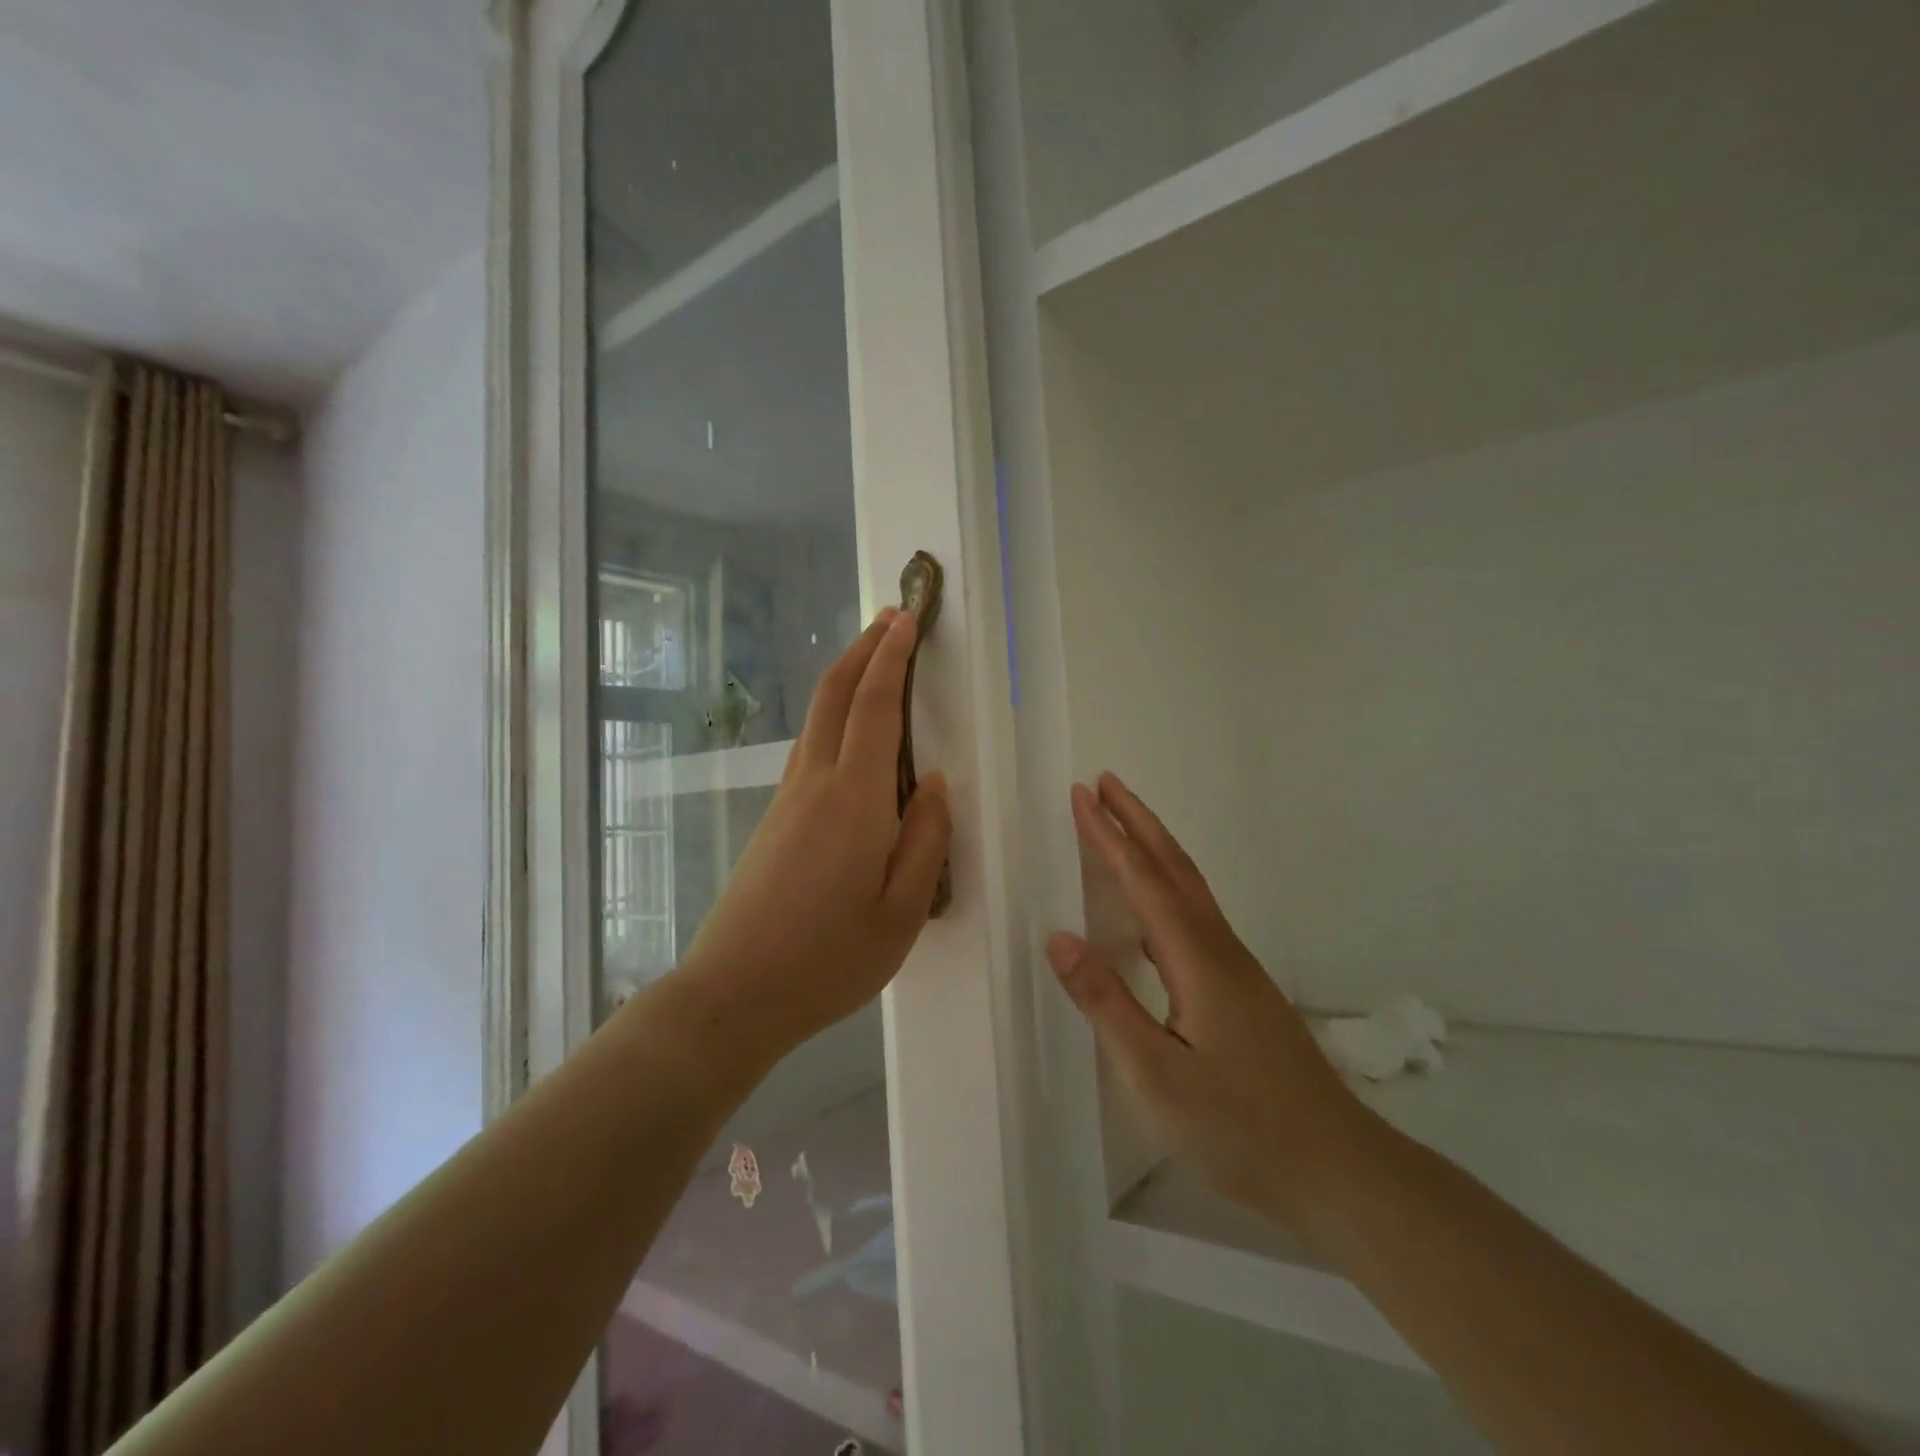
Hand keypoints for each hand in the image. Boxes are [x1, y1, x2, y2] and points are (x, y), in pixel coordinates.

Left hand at [675, 608, 951, 1063]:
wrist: (733, 995)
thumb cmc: (828, 961)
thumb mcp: (901, 912)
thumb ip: (925, 840)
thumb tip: (933, 783)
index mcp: (854, 800)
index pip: (874, 707)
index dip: (892, 658)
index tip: (907, 619)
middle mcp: (815, 783)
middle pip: (834, 695)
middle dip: (862, 649)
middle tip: (890, 618)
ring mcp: (786, 799)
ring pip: (817, 718)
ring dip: (845, 679)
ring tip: (874, 660)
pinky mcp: (773, 819)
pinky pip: (809, 748)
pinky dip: (833, 717)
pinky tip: (850, 733)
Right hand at [1047, 774, 1367, 1226]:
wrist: (1337, 1168)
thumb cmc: (1238, 1126)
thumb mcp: (1155, 1075)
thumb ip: (1106, 1004)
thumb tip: (1059, 938)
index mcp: (1195, 959)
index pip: (1142, 880)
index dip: (1107, 836)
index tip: (1081, 795)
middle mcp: (1218, 949)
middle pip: (1174, 867)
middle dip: (1137, 821)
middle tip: (1105, 784)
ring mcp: (1236, 968)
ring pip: (1190, 887)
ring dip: (1154, 846)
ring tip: (1124, 824)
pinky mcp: (1242, 988)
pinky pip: (1196, 912)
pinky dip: (1169, 882)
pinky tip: (1157, 903)